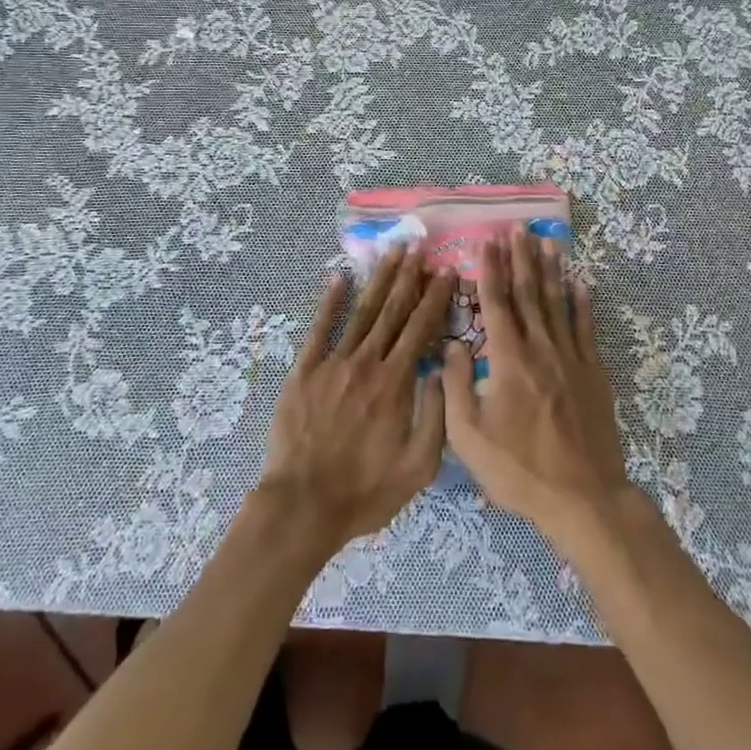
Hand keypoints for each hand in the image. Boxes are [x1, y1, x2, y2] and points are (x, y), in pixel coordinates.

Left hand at [257, 245, 453, 555]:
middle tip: (418, 245)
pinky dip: (330, 301)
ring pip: (362, 311)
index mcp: (395, 383)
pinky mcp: (305, 370)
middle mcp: (366, 363)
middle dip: (408, 276)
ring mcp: (333, 363)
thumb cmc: (365, 491)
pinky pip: (319, 328)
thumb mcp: (418, 468)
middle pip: (392, 310)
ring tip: (391, 251)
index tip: (446, 270)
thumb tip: (441, 369)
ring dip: (378, 279)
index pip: (420, 328)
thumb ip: (435, 416)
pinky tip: (338, 276)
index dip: (435, 297)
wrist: (304, 504)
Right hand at [443, 233, 632, 546]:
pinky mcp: (593, 373)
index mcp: (507, 360)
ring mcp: (571, 358)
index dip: (490, 270)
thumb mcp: (469, 436)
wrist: (582, 497)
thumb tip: (452, 343)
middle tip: (518, 228)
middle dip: (521, 258)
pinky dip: (582, 303)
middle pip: (529, 293)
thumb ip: (456, 385)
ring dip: (550, 270)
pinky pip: (586, 329)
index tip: (488, 241)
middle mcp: (540, 348)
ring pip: (558, 303)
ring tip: (547, 241)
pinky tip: (580, 283)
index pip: (496, 303)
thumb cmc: (518, 469)